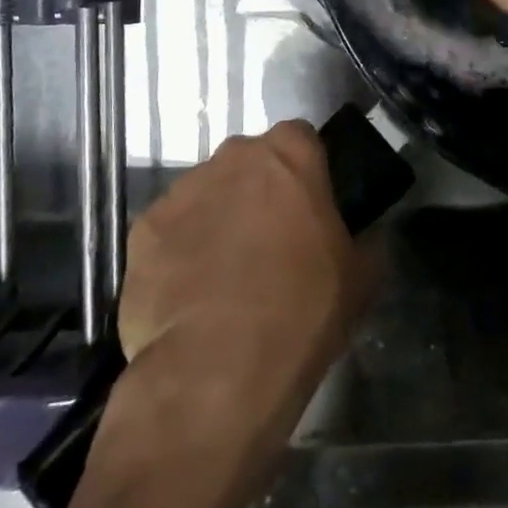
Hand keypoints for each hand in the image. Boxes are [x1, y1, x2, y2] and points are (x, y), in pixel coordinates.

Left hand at [118, 122, 370, 449]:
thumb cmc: (302, 310)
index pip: (301, 139)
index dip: (306, 171)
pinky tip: (190, 293)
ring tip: (224, 274)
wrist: (217, 369)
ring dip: (218, 218)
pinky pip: (170, 229)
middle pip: (249, 163)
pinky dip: (180, 250)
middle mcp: (231, 158)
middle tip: (271, 241)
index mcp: (288, 155)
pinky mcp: (142, 229)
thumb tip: (365, 239)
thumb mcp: (361, 277)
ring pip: (207, 193)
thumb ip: (364, 241)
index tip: (311, 206)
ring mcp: (181, 191)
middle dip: (259, 191)